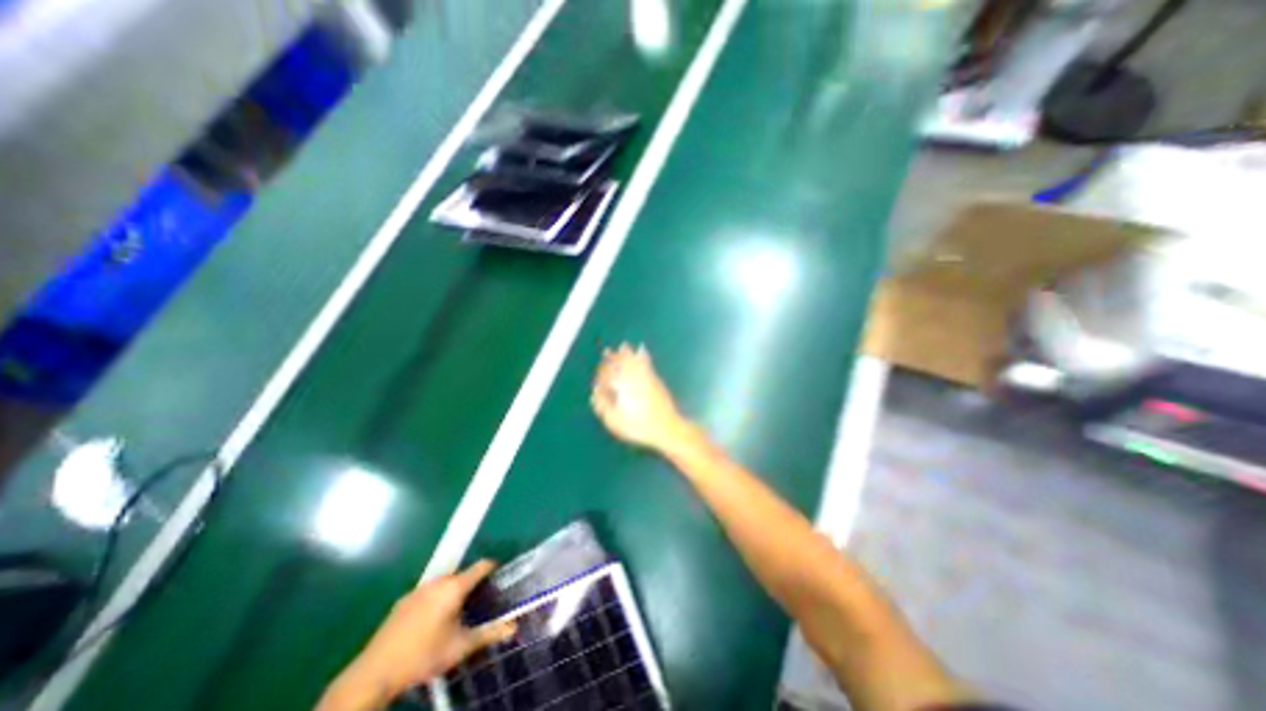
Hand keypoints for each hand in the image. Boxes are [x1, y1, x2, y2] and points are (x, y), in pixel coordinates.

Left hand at [318, 562, 515, 710]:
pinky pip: (428, 593)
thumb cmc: (424, 656)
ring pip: (444, 584)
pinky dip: (435, 600)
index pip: (481, 566)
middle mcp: (438, 581)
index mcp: (455, 586)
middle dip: (472, 585)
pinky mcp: (403, 601)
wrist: (374, 673)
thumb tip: (513, 626)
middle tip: (479, 603)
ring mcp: (419, 589)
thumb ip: (489, 634)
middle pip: (463, 575)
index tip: (500, 577)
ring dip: (453, 593)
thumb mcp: (461, 647)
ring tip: (456, 614)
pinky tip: (431, 623)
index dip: (493, 568)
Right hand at [591, 345, 689, 454]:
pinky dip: (643, 355)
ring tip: (623, 345)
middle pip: (620, 364)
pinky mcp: (655, 380)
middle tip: (606, 351)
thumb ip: (603, 406)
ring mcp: (645, 378)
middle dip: (612, 358)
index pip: (607, 375)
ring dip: (627, 353)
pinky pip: (647, 363)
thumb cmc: (639, 427)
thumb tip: (595, 392)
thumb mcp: (615, 422)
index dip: (601, 372)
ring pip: (634, 361)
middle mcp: (632, 379)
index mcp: (621, 388)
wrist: (667, 428)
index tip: (598, 373)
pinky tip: (643, 348)